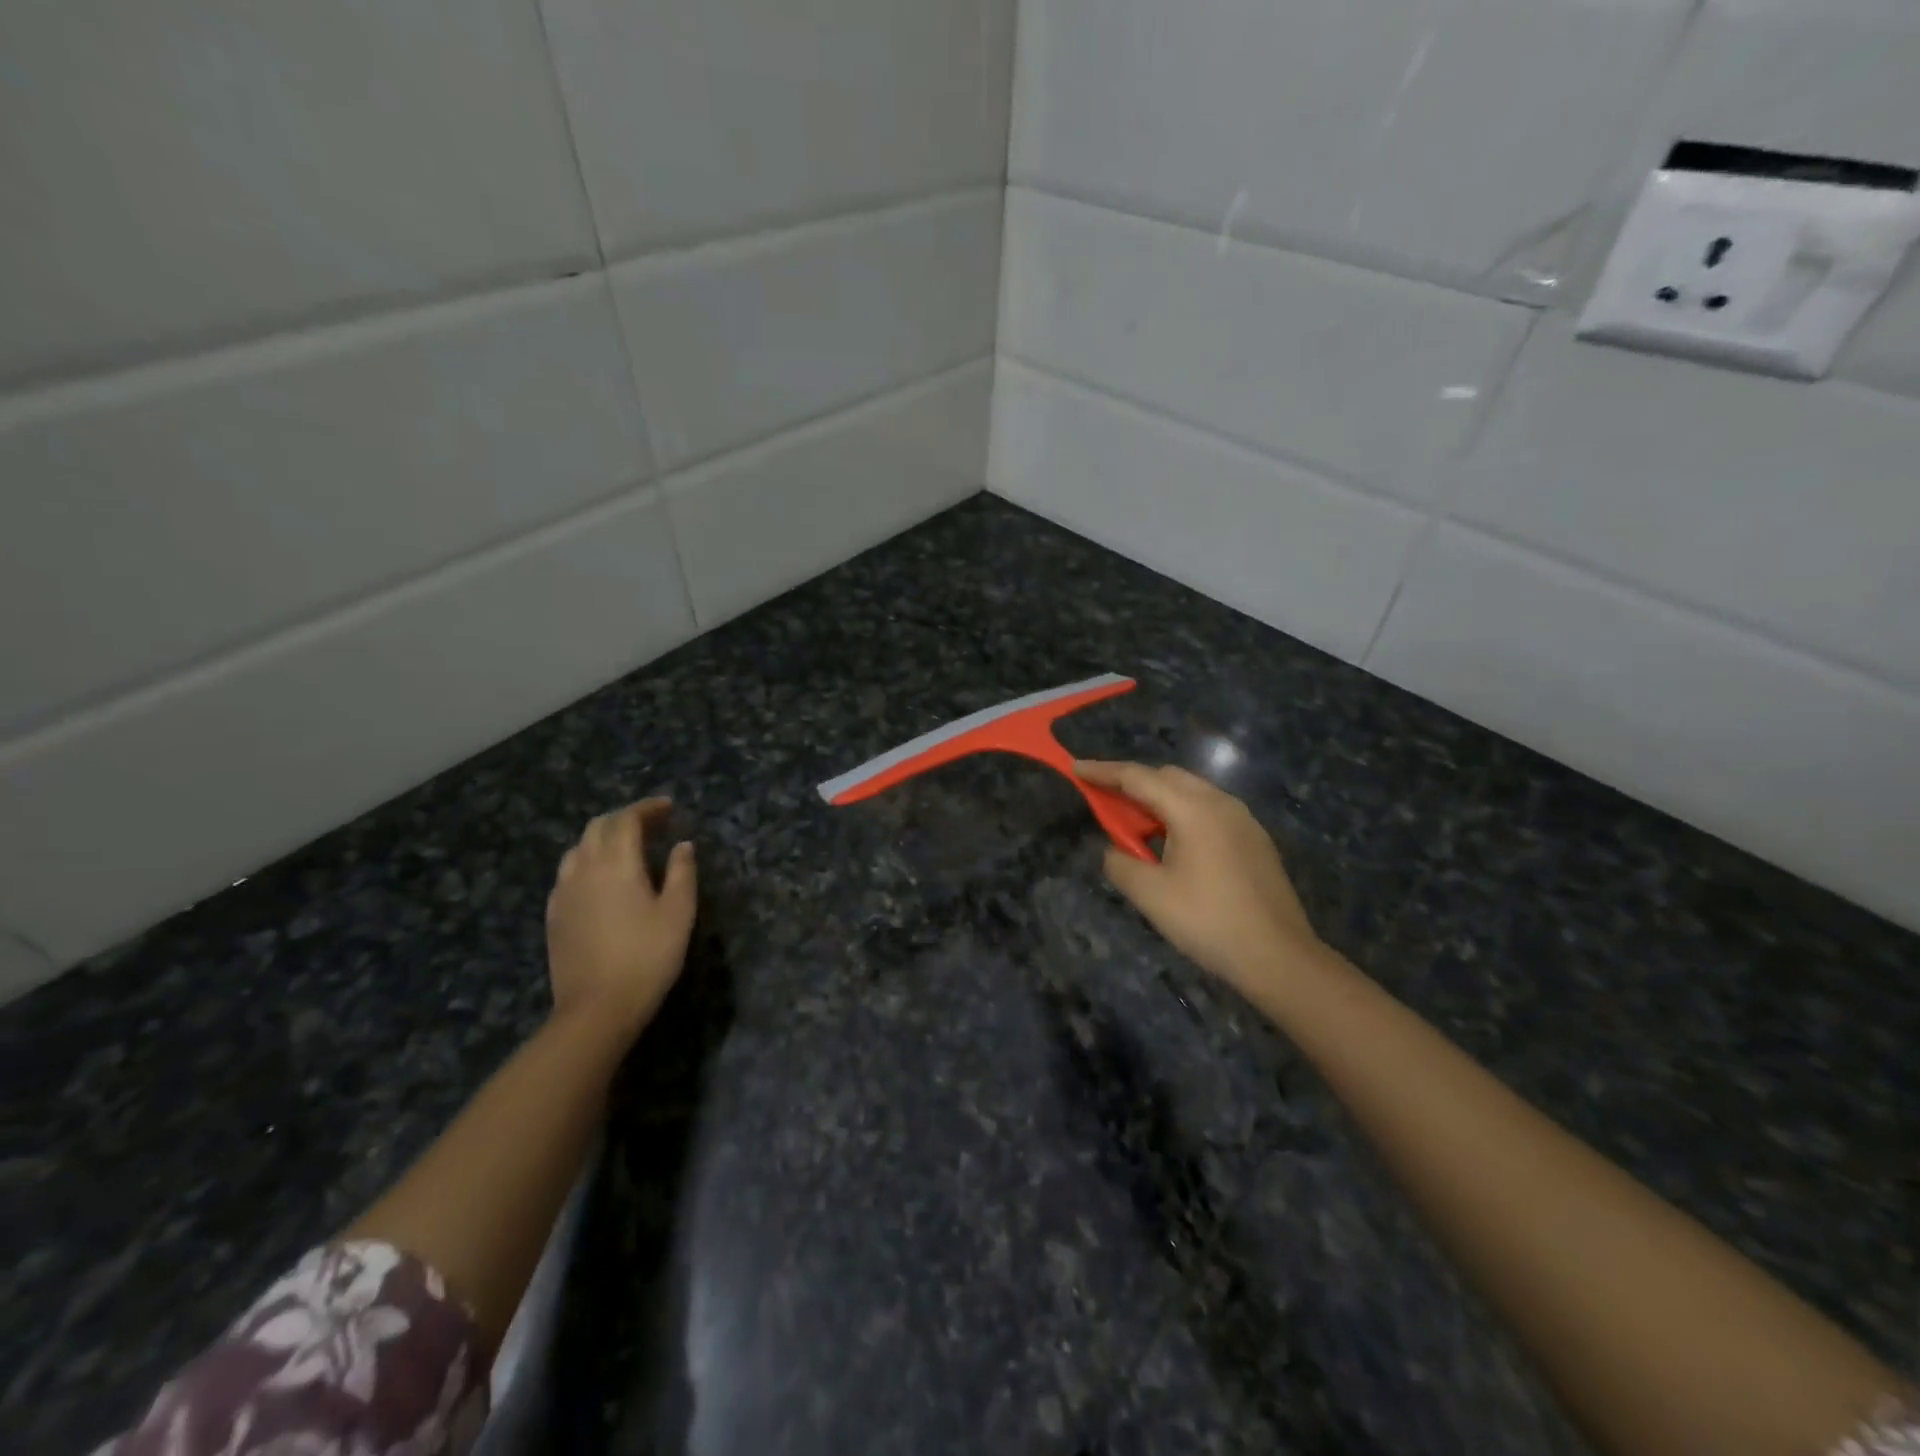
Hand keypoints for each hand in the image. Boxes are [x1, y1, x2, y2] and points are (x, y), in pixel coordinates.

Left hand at [546, 799, 696, 1035]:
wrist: (596, 1008)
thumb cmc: (647, 956)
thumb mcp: (678, 913)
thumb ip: (682, 873)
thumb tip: (683, 845)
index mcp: (616, 863)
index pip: (626, 819)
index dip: (647, 808)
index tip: (668, 807)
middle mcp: (584, 869)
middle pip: (597, 827)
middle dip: (624, 818)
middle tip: (651, 824)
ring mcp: (563, 893)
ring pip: (578, 849)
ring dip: (602, 839)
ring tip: (626, 848)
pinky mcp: (554, 916)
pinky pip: (568, 874)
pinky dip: (587, 863)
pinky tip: (601, 880)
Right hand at [1075, 761, 1323, 1003]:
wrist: (1278, 957)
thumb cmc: (1208, 921)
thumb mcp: (1150, 895)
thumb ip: (1120, 863)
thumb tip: (1116, 851)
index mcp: (1192, 809)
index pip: (1138, 777)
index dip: (1103, 771)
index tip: (1075, 768)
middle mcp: (1220, 802)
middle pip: (1167, 777)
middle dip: (1133, 784)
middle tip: (1106, 805)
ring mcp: (1243, 820)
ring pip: (1191, 793)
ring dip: (1159, 801)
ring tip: (1138, 830)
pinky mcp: (1255, 840)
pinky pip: (1210, 812)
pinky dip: (1182, 815)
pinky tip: (1174, 847)